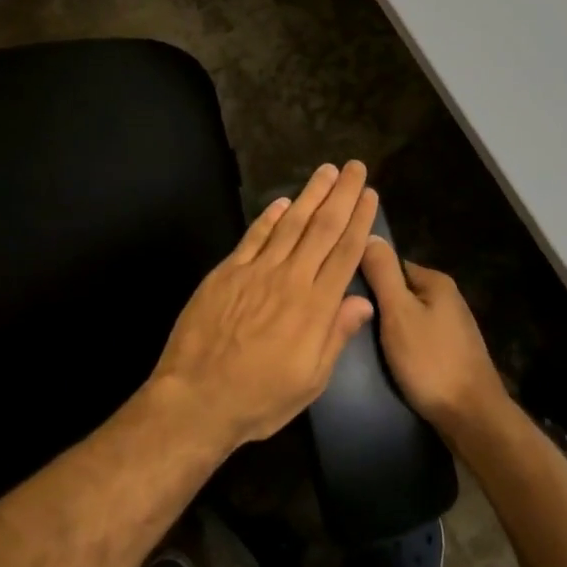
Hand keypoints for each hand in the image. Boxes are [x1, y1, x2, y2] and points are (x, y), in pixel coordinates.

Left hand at [150, 162, 379, 452]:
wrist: (196, 398)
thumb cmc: (258, 399)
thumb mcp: (310, 382)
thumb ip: (336, 336)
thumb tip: (363, 301)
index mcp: (315, 308)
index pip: (344, 254)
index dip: (359, 221)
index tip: (370, 195)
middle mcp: (289, 280)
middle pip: (322, 228)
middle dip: (341, 195)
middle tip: (356, 168)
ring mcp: (256, 271)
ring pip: (290, 224)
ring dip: (310, 194)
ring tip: (326, 171)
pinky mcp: (227, 272)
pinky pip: (254, 236)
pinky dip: (270, 216)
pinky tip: (283, 201)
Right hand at [360, 239, 508, 444]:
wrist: (473, 419)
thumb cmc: (431, 361)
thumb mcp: (398, 312)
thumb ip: (383, 273)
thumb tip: (368, 233)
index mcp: (436, 281)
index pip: (391, 265)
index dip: (367, 278)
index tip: (345, 296)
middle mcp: (447, 298)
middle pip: (400, 291)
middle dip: (377, 306)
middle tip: (351, 323)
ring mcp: (452, 327)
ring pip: (408, 317)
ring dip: (389, 328)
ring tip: (365, 345)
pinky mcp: (452, 354)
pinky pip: (418, 339)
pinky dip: (404, 347)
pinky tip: (390, 361)